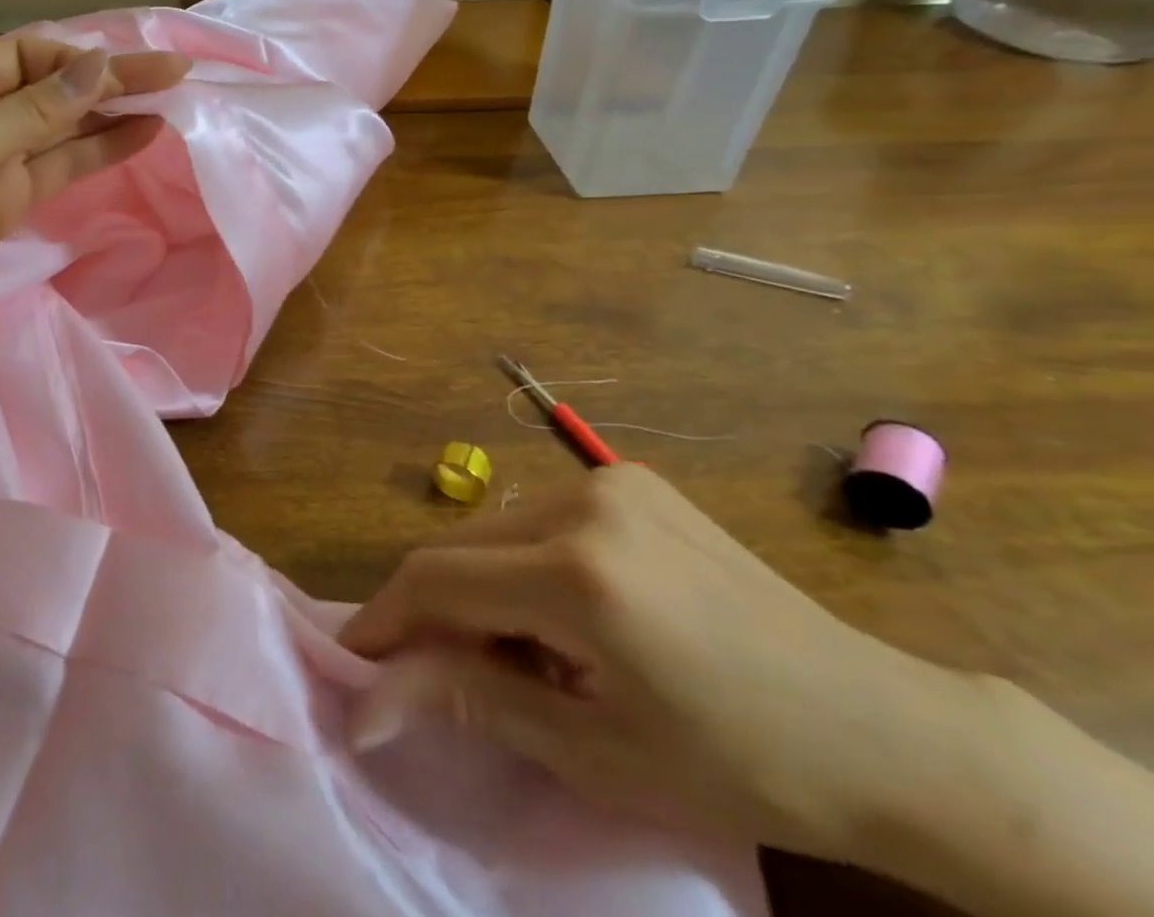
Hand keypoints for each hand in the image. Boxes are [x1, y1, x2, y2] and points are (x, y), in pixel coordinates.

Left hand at [0, 36, 190, 367]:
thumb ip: (36, 109)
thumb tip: (99, 64)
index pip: (30, 55)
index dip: (85, 59)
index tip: (137, 69)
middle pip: (53, 89)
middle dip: (110, 81)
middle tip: (174, 75)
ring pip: (62, 129)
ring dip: (112, 116)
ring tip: (169, 104)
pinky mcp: (6, 202)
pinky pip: (59, 167)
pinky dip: (98, 153)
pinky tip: (139, 137)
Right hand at [339, 464, 986, 864]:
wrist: (887, 731)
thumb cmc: (743, 765)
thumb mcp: (594, 751)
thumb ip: (469, 700)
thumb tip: (368, 705)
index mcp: (577, 573)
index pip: (437, 579)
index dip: (386, 620)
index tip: (356, 661)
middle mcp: (581, 501)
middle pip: (460, 547)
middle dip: (434, 609)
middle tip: (438, 676)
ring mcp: (609, 480)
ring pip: (495, 529)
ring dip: (481, 588)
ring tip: (521, 656)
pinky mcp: (630, 479)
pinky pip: (538, 517)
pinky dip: (523, 564)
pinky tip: (565, 617)